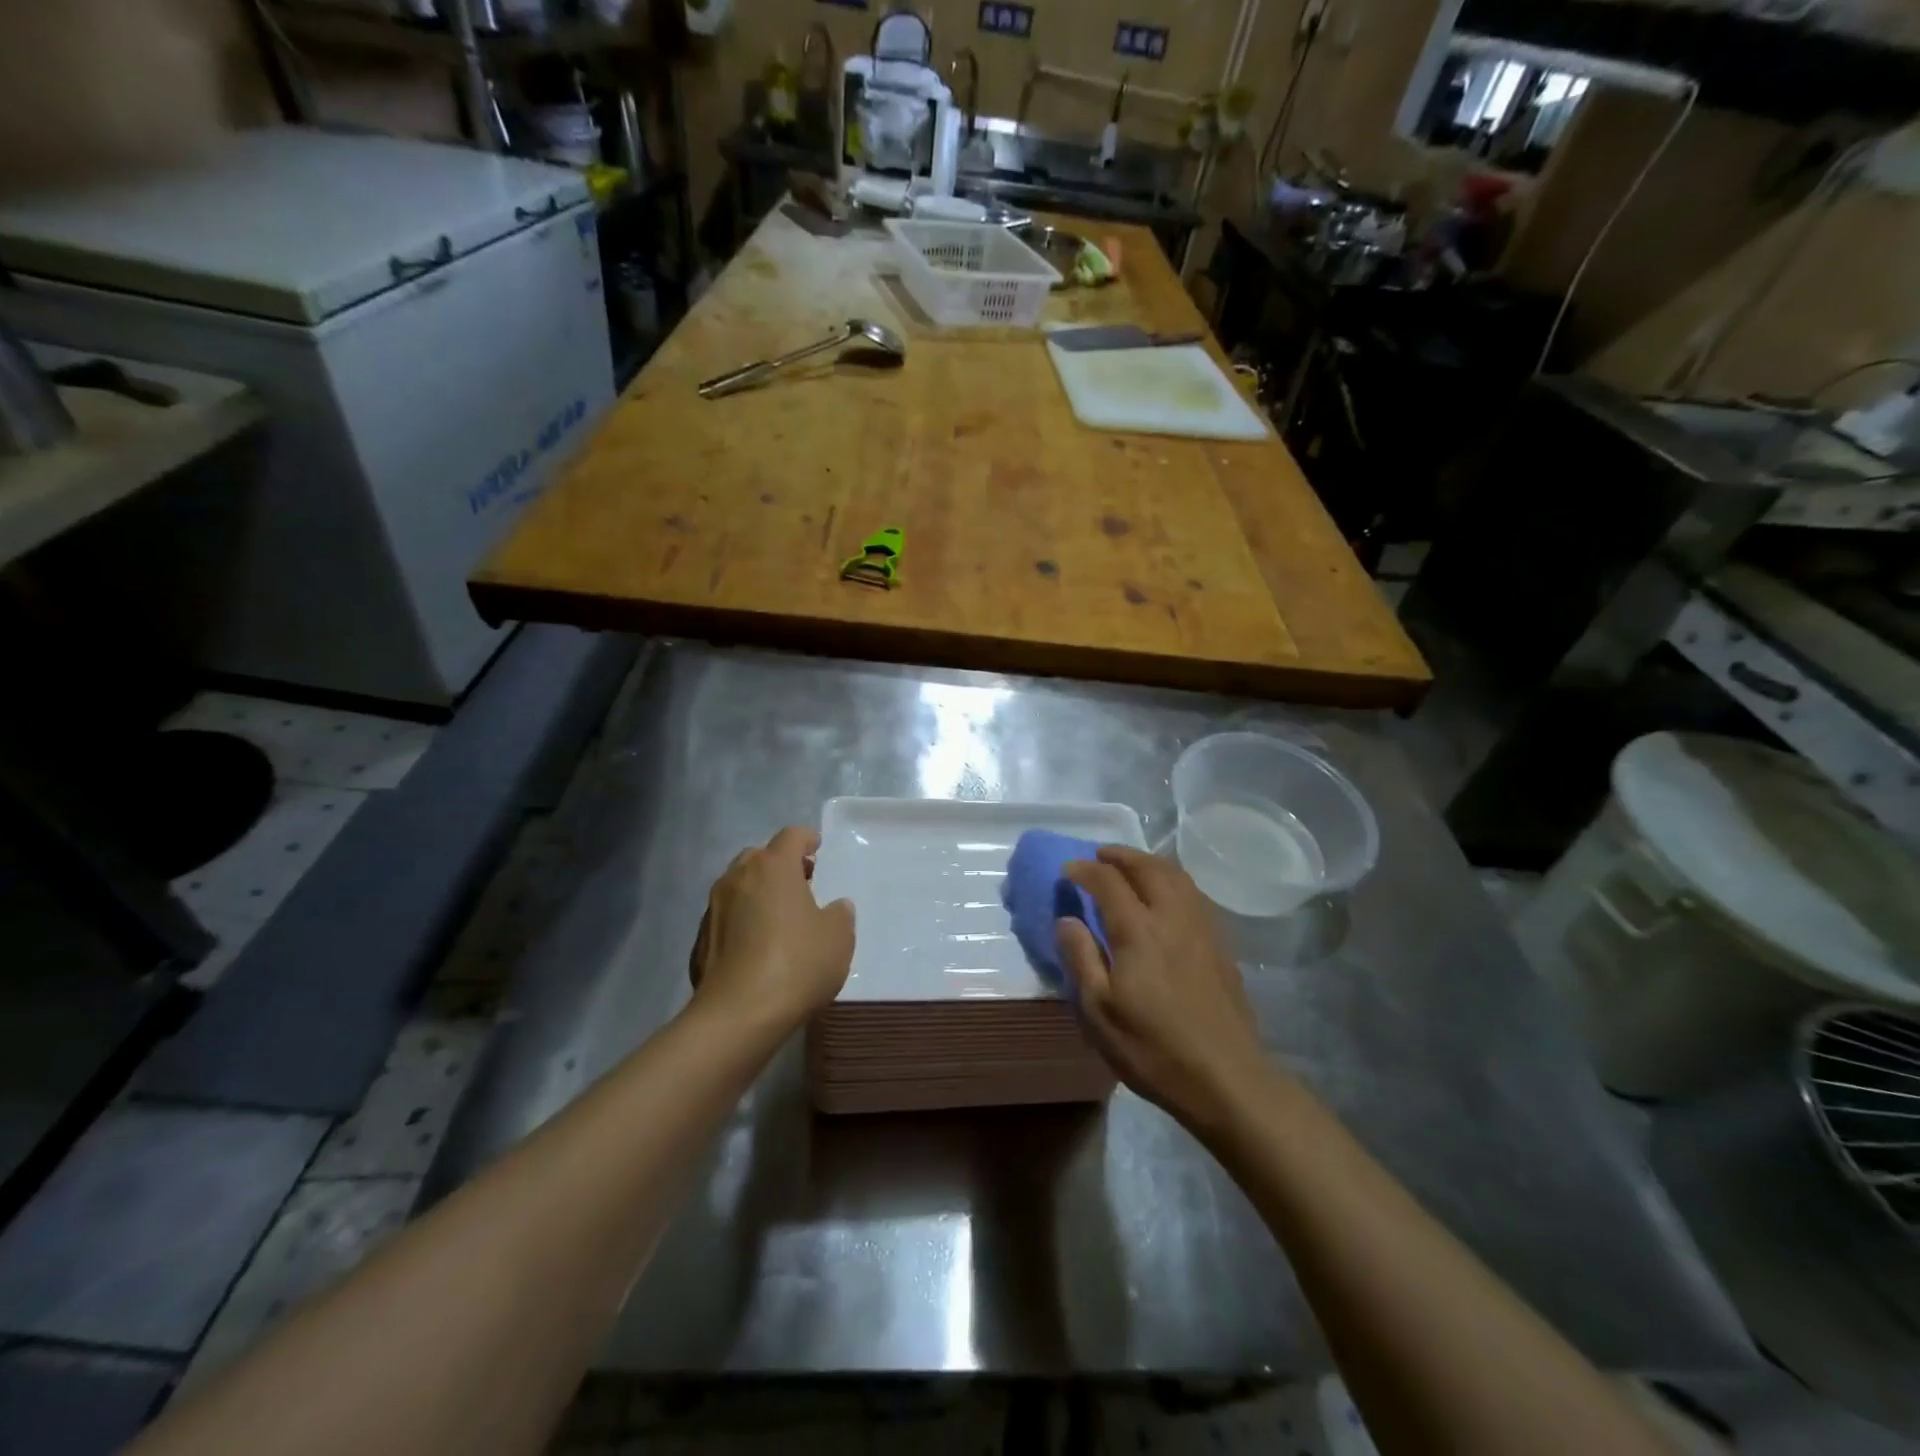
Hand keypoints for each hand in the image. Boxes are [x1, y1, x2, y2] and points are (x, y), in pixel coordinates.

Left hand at [689, 827, 854, 1032]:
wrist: (738, 1016)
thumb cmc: (797, 964)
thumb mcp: (838, 938)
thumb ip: (840, 914)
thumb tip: (835, 907)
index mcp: (773, 867)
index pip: (791, 836)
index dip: (806, 839)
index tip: (817, 848)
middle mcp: (738, 878)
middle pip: (759, 856)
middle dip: (779, 864)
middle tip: (801, 883)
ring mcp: (713, 908)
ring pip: (738, 886)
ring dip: (758, 892)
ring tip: (779, 916)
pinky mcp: (700, 940)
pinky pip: (726, 917)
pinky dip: (742, 921)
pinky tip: (757, 946)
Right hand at [1057, 846, 1268, 1130]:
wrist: (1226, 1077)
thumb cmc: (1152, 1048)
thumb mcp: (1099, 1011)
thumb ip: (1080, 958)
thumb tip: (1066, 919)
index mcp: (1138, 930)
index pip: (1108, 881)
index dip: (1085, 870)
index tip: (1067, 870)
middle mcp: (1172, 917)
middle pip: (1148, 867)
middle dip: (1120, 855)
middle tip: (1099, 856)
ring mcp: (1202, 928)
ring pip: (1176, 876)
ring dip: (1149, 862)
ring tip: (1131, 868)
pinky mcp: (1221, 944)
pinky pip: (1193, 894)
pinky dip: (1172, 880)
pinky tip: (1165, 897)